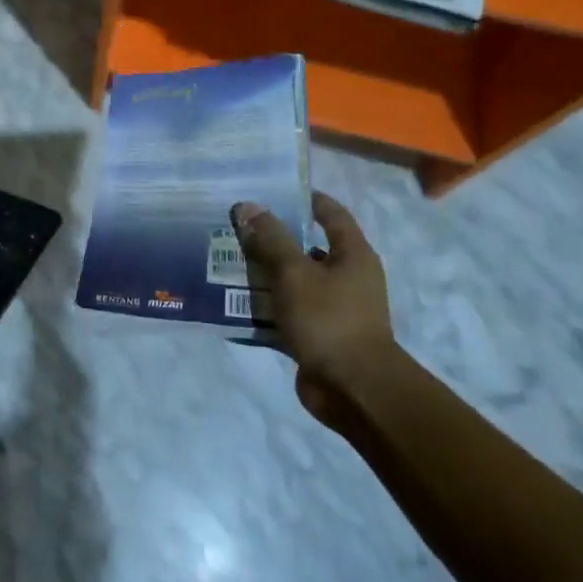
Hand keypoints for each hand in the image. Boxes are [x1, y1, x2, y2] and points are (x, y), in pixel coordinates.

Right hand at [231, 191, 395, 427]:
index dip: (304, 199)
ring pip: (293, 280)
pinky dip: (266, 306)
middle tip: (237, 227)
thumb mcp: (294, 272)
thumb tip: (248, 206)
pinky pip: (288, 310)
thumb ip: (271, 239)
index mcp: (352, 255)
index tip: (271, 190)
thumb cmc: (329, 320)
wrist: (354, 391)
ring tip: (228, 260)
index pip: (331, 213)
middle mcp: (347, 277)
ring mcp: (334, 308)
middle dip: (273, 237)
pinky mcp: (319, 334)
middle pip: (307, 247)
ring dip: (265, 273)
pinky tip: (236, 301)